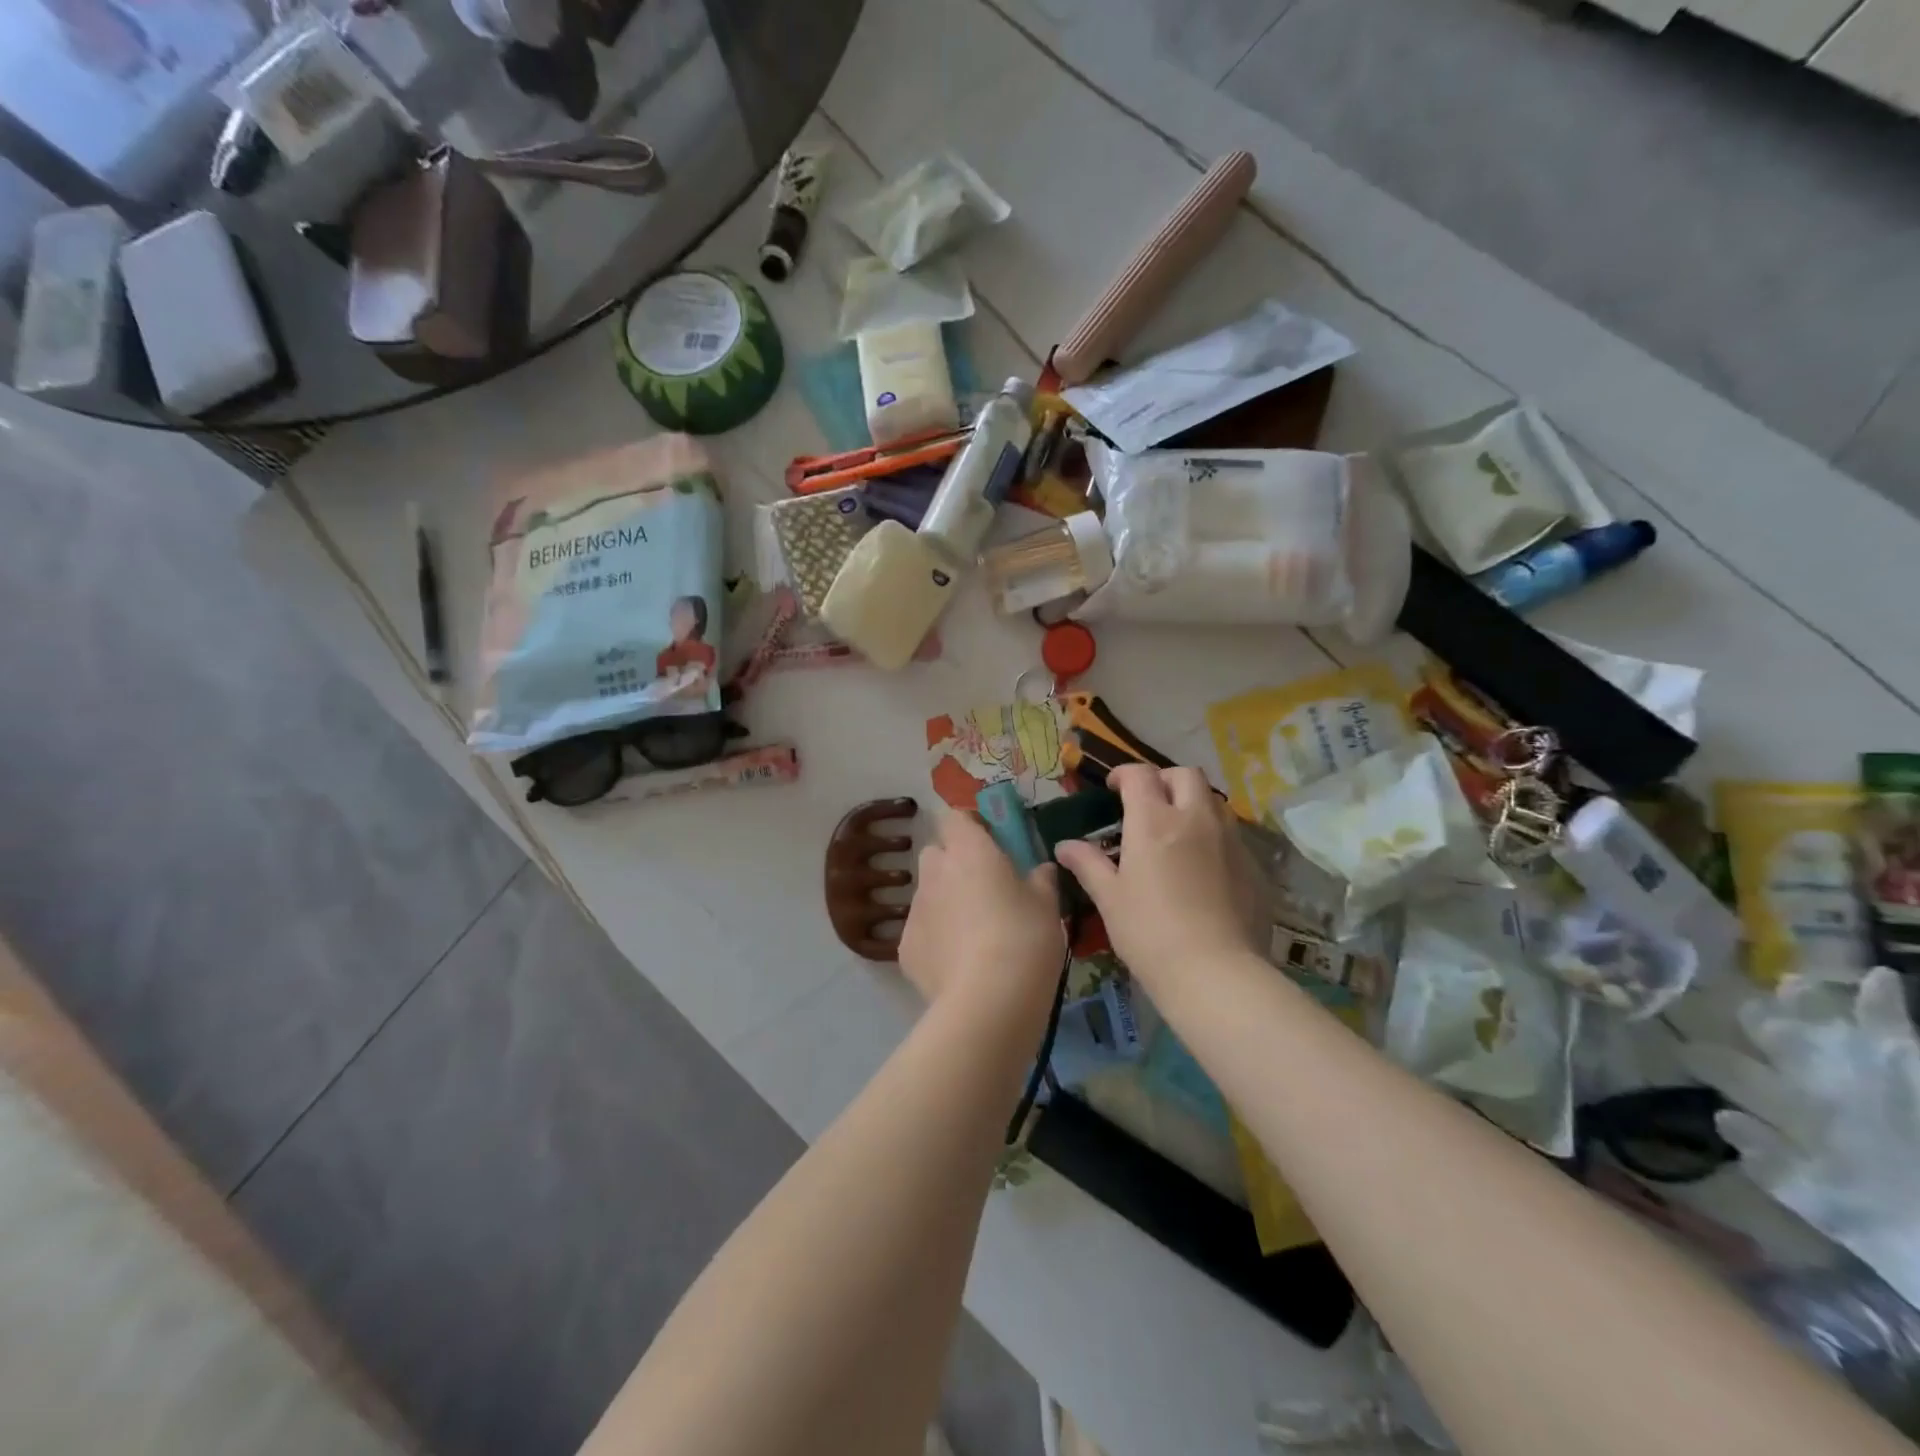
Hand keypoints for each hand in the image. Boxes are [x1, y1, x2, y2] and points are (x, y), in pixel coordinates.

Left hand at [898, 811, 1064, 1025]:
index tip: (992, 844)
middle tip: (985, 889)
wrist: (988, 1002)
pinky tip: (960, 966)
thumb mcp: (1048, 905)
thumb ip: (1042, 879)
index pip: (955, 817)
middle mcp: (934, 872)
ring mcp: (915, 911)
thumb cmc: (1025, 939)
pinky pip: (922, 932)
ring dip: (947, 903)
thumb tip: (1041, 870)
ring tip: (975, 935)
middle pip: (937, 854)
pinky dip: (937, 941)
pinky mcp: (905, 948)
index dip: (971, 827)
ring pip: (929, 894)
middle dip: (956, 864)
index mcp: (968, 850)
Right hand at [1055, 765, 1263, 992]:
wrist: (1214, 972)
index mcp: (1154, 821)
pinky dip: (1213, 836)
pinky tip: (1203, 867)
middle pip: (1186, 775)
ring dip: (1193, 804)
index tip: (1113, 789)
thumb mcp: (1110, 898)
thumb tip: (1064, 846)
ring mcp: (1230, 840)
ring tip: (1176, 832)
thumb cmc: (1149, 932)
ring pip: (1213, 801)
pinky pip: (1231, 835)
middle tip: (1148, 804)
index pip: (1140, 775)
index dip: (1124, 775)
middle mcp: (1195, 818)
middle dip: (1164, 780)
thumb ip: (1088, 864)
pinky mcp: (1253, 865)